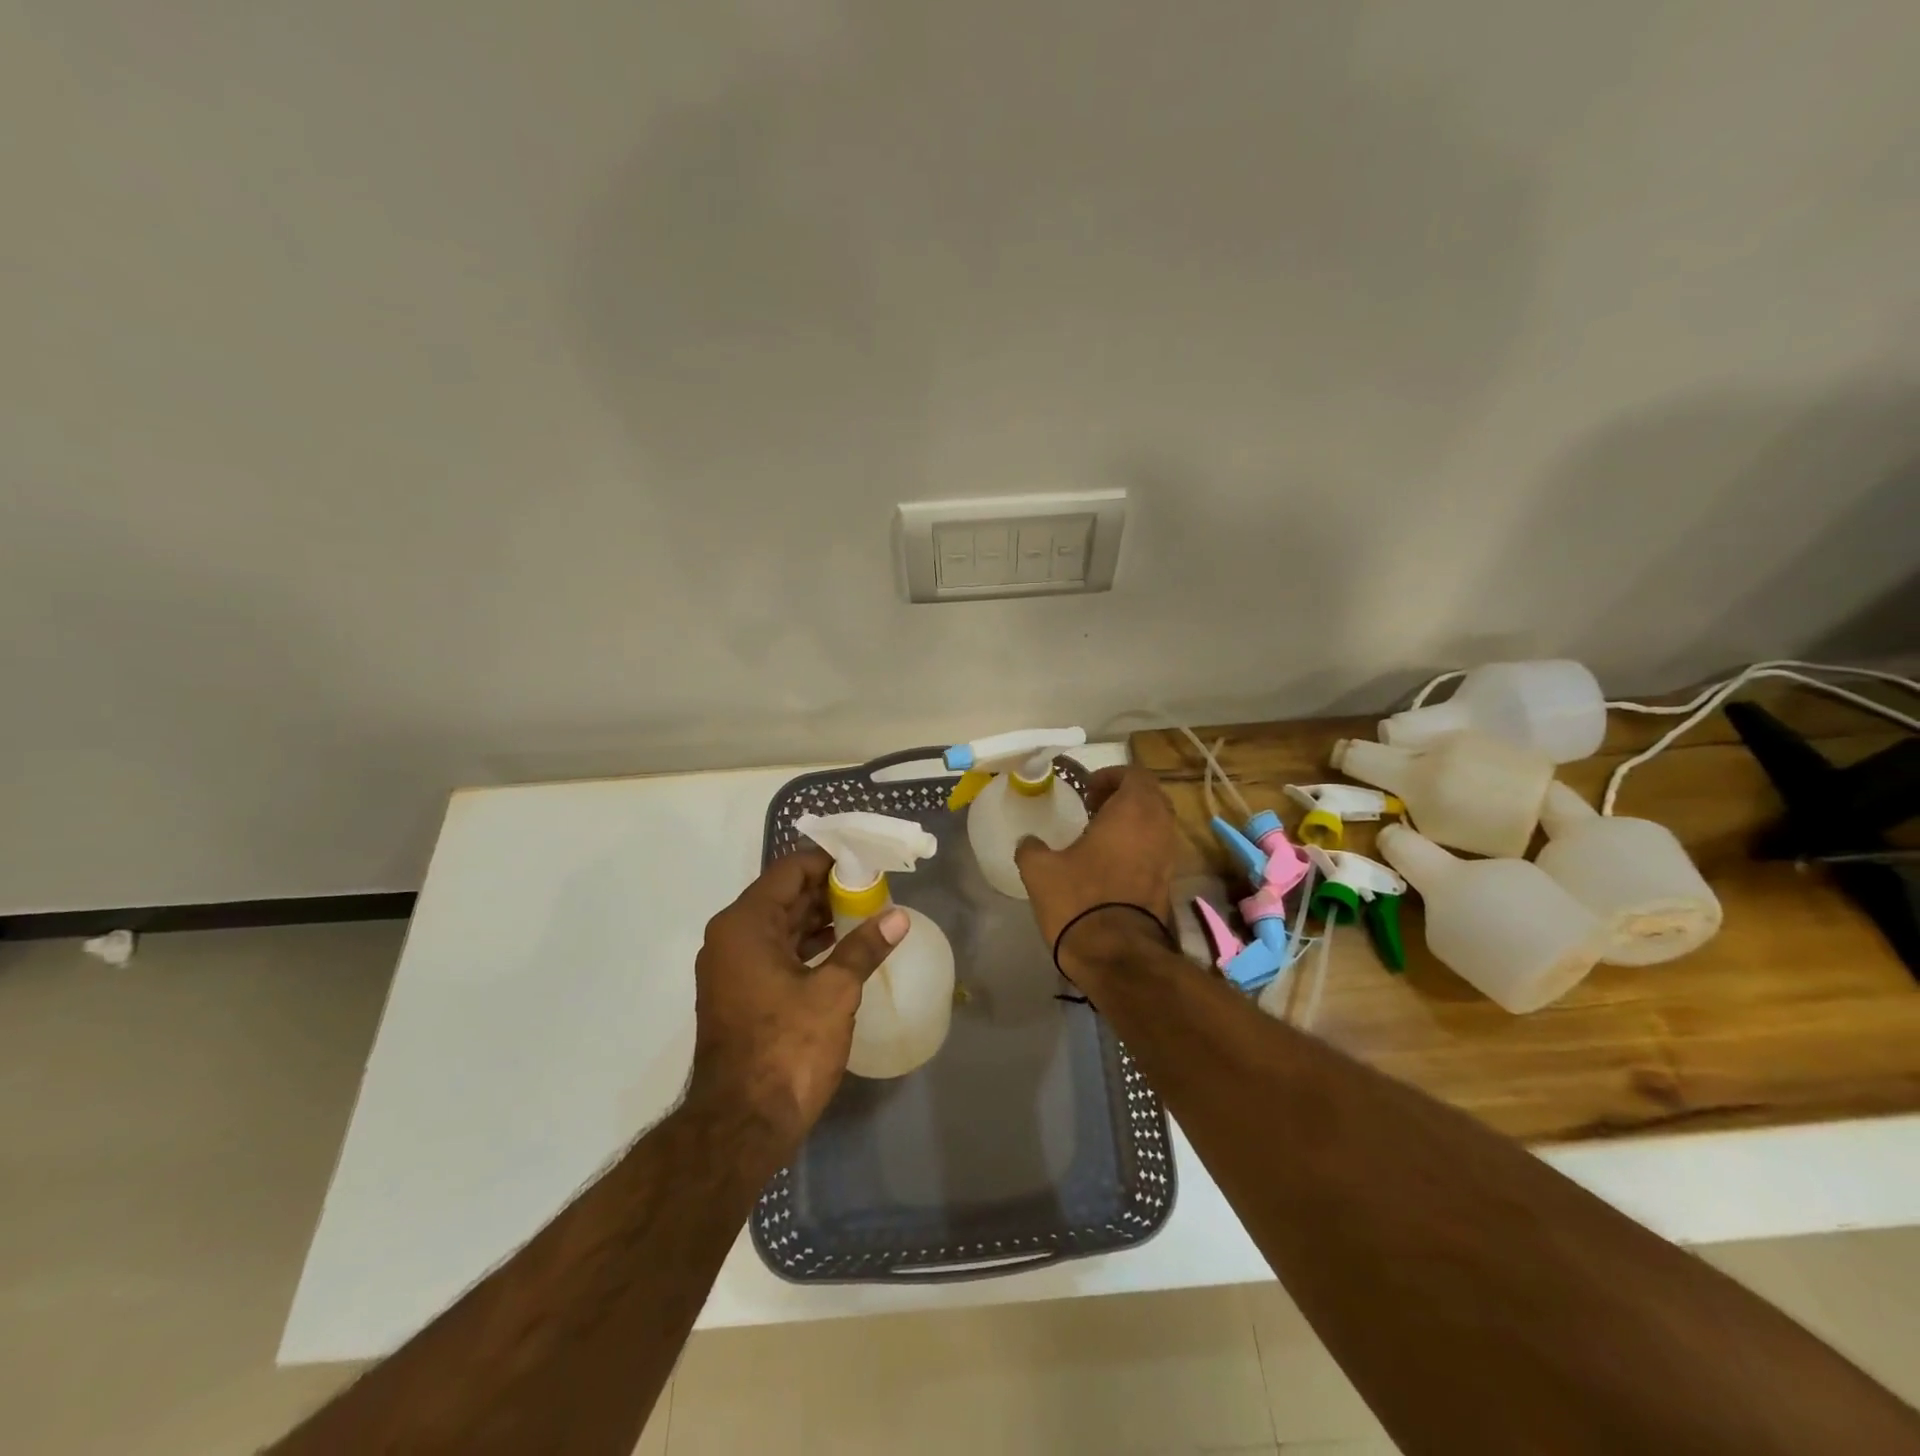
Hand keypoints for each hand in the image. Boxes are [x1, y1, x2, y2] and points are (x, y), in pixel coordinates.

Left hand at [689, 850, 907, 1145]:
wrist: (740, 1126)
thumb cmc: (786, 1049)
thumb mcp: (834, 993)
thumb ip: (864, 947)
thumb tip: (898, 917)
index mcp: (745, 925)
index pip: (790, 872)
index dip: (829, 862)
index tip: (866, 862)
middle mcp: (731, 938)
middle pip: (784, 896)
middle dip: (829, 889)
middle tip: (874, 887)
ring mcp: (732, 968)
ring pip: (781, 925)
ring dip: (820, 918)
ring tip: (866, 912)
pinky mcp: (740, 993)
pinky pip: (776, 952)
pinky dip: (807, 945)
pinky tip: (843, 947)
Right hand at [1015, 765, 1178, 983]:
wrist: (1116, 955)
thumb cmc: (1078, 900)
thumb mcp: (1040, 870)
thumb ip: (1031, 848)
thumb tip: (1028, 842)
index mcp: (1132, 811)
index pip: (1135, 775)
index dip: (1111, 776)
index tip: (1086, 790)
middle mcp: (1158, 828)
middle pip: (1151, 797)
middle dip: (1124, 796)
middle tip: (1094, 807)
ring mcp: (1168, 857)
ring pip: (1157, 824)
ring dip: (1133, 822)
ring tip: (1100, 835)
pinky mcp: (1168, 883)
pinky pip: (1157, 849)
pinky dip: (1139, 846)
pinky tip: (1111, 863)